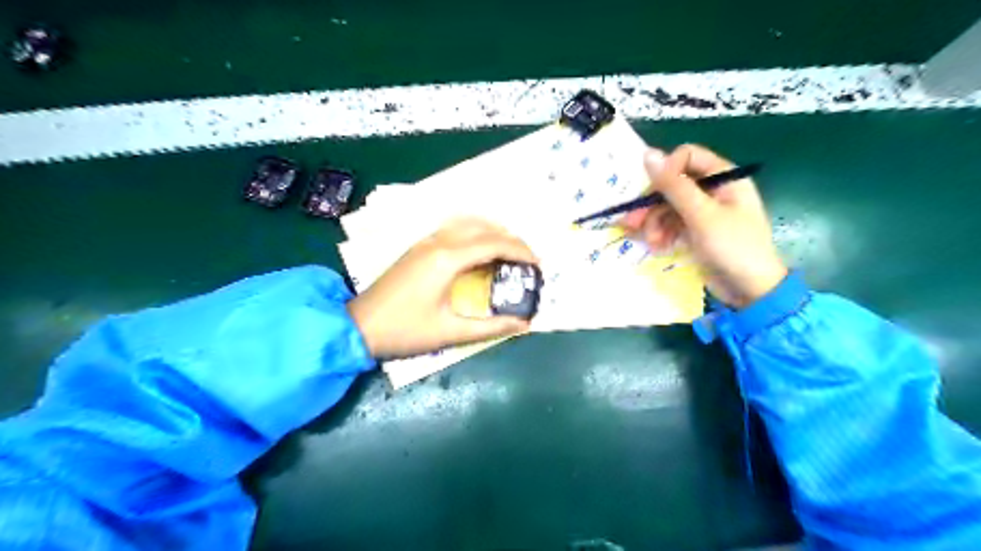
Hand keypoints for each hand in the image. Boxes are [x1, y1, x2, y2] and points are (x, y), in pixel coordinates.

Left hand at [348, 218, 540, 358]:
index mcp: (447, 259)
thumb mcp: (450, 333)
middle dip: (511, 239)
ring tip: (510, 252)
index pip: (494, 244)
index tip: (538, 264)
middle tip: (528, 258)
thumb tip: (524, 324)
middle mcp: (438, 242)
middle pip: (484, 228)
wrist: (358, 327)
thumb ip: (491, 328)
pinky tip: (480, 251)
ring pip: (467, 224)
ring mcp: (425, 242)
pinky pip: (454, 230)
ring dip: (493, 232)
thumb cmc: (404, 331)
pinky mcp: (418, 248)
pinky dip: (475, 234)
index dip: (521, 251)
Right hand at [628, 145, 786, 308]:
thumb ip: (674, 186)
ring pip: (667, 206)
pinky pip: (671, 224)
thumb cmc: (733, 247)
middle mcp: (713, 190)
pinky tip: (658, 247)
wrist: (751, 291)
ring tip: (652, 242)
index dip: (666, 170)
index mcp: (724, 177)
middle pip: (672, 185)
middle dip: (653, 204)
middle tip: (633, 221)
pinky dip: (662, 234)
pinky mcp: (695, 231)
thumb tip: (647, 154)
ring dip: (655, 223)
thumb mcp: (701, 215)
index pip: (687, 157)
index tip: (652, 191)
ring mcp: (703, 212)